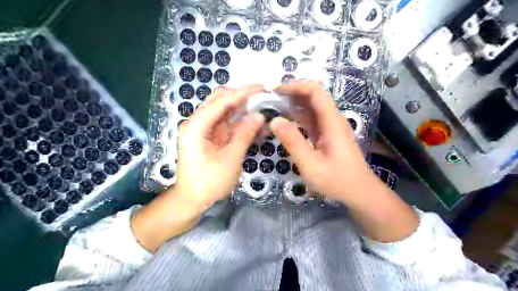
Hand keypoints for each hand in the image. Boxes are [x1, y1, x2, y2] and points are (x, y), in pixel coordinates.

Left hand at [173, 85, 264, 208]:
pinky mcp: (212, 138)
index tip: (261, 87)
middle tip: (263, 94)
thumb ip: (244, 135)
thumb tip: (259, 115)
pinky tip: (257, 125)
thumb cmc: (208, 182)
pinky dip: (242, 124)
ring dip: (244, 109)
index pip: (221, 101)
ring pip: (226, 112)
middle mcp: (199, 123)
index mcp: (197, 126)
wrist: (192, 200)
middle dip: (242, 96)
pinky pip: (228, 126)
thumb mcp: (229, 159)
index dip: (242, 93)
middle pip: (221, 101)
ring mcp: (206, 130)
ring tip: (264, 107)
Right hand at [269, 81, 373, 205]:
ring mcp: (331, 127)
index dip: (295, 86)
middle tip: (270, 100)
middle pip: (313, 97)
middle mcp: (333, 119)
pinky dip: (298, 117)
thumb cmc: (337, 180)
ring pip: (312, 108)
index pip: (315, 92)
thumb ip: (293, 141)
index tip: (275, 91)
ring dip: (294, 105)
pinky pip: (312, 120)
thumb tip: (275, 121)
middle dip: (292, 94)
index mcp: (332, 122)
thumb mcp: (310, 164)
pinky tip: (286, 120)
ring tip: (274, 107)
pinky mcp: (328, 135)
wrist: (359, 192)